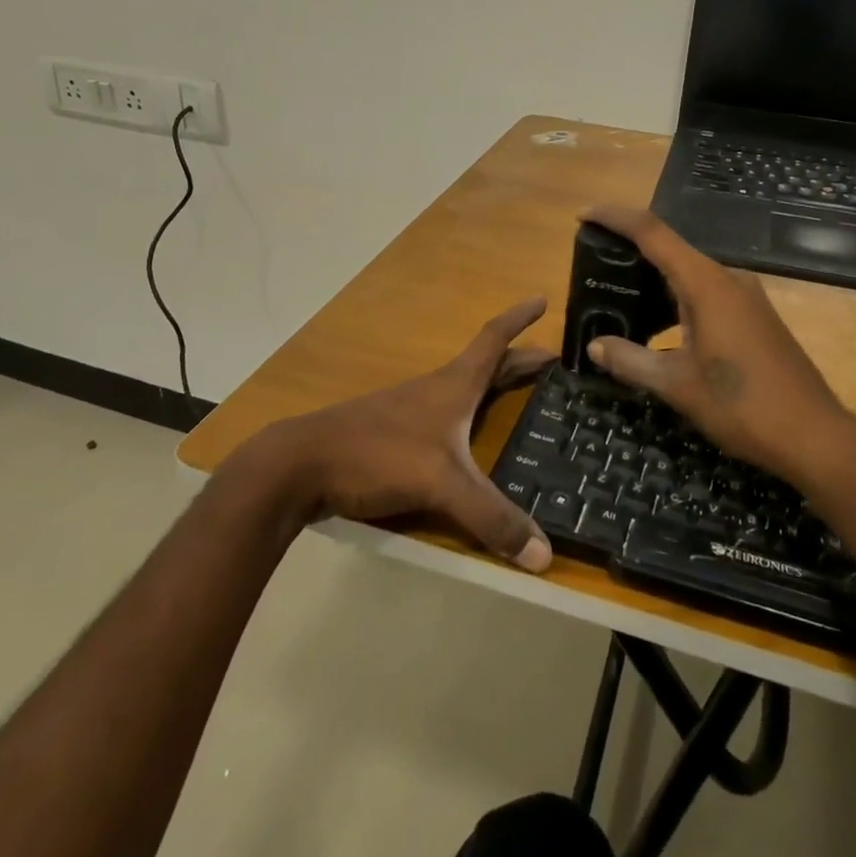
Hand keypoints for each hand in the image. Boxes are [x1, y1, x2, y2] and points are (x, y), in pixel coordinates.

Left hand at [245, 299, 557, 571]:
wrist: (302, 464)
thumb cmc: (378, 454)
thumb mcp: (442, 484)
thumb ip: (492, 518)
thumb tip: (545, 556)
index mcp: (454, 385)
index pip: (494, 339)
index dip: (519, 319)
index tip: (543, 300)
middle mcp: (437, 390)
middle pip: (486, 365)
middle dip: (520, 360)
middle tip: (553, 363)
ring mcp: (413, 412)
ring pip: (465, 390)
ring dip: (494, 385)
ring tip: (519, 396)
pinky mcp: (395, 436)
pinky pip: (446, 416)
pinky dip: (470, 415)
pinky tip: (469, 440)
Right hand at [581, 204, 855, 486]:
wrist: (814, 437)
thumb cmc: (742, 406)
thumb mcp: (677, 385)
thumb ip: (631, 361)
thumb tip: (595, 346)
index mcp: (706, 284)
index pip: (652, 233)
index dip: (615, 217)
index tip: (584, 214)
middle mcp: (727, 280)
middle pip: (670, 250)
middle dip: (630, 252)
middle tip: (594, 268)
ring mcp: (746, 298)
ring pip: (689, 274)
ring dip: (653, 281)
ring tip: (618, 299)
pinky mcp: (755, 318)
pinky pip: (706, 294)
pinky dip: (675, 300)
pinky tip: (659, 327)